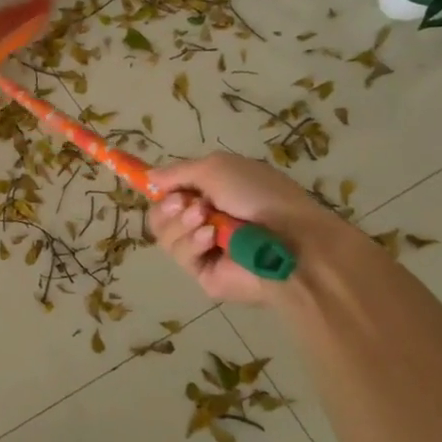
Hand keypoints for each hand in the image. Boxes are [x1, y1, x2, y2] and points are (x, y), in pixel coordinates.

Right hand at [148, 152, 323, 304]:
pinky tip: (212, 238)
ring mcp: (203, 249)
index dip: (160, 189)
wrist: (292, 240)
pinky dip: (192, 242)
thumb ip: (177, 172)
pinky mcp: (204, 274)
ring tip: (205, 218)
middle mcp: (204, 221)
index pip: (171, 192)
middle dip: (168, 206)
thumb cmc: (260, 195)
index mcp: (211, 194)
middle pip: (160, 215)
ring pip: (165, 235)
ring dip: (181, 223)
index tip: (151, 185)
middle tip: (185, 203)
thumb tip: (149, 178)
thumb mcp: (216, 168)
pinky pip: (180, 256)